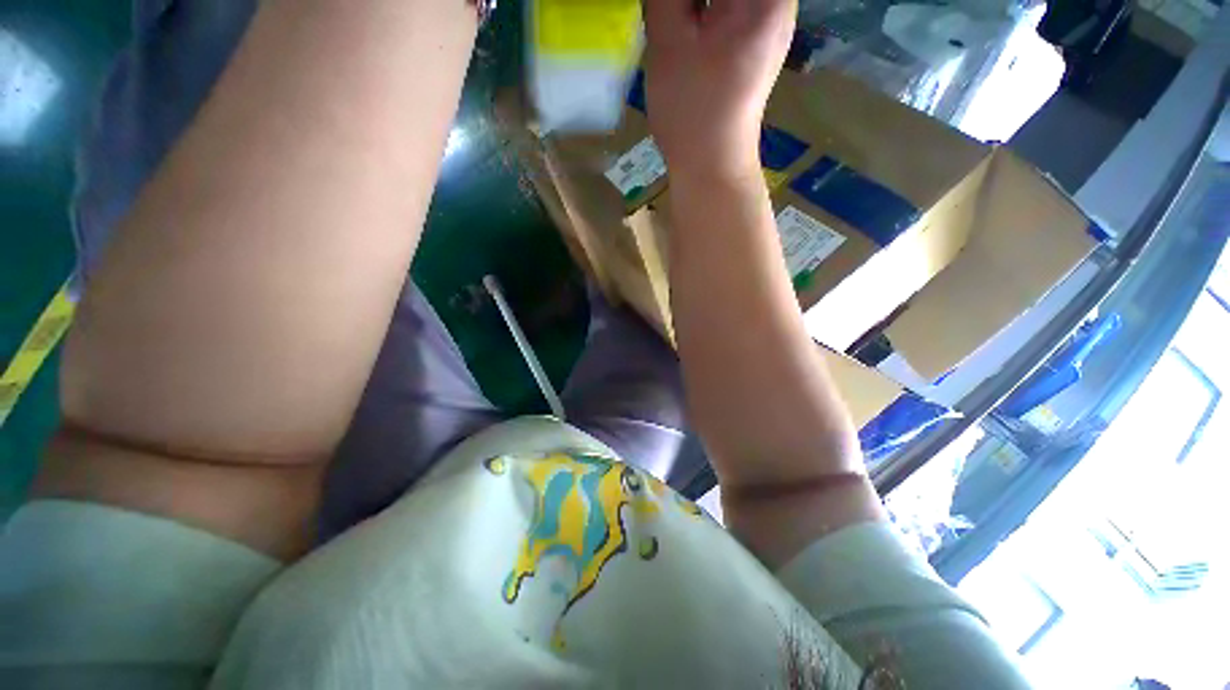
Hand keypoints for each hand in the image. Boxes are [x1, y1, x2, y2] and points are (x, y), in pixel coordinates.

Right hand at [644, 0, 795, 180]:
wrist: (711, 166)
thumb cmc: (692, 111)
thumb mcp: (670, 40)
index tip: (676, 6)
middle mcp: (775, 1)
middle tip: (668, 12)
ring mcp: (766, 22)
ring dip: (695, 4)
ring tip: (674, 20)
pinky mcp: (752, 42)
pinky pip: (728, 7)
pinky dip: (703, 8)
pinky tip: (683, 21)